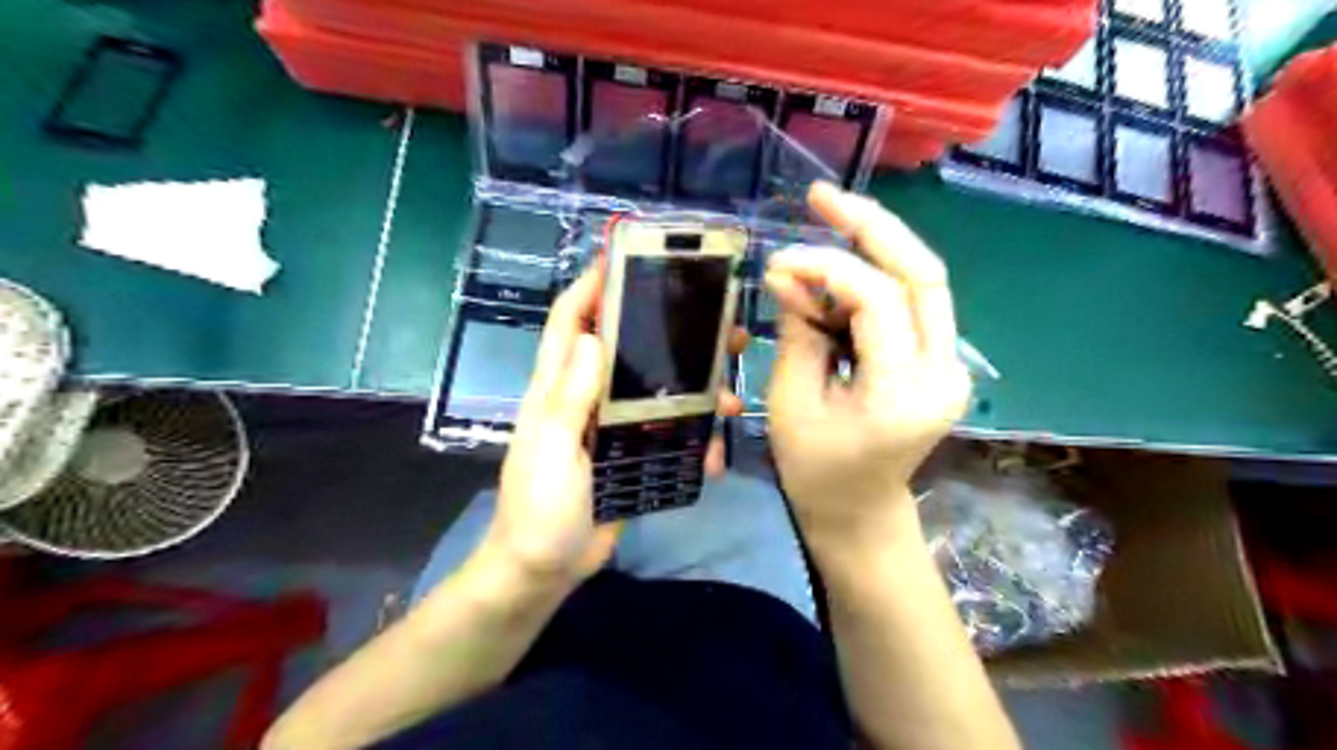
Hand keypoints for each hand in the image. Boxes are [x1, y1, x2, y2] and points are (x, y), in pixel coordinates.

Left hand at [485, 263, 751, 586]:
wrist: (545, 570)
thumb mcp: (552, 453)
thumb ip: (568, 400)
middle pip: (630, 349)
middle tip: (721, 327)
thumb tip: (592, 337)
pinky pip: (670, 436)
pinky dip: (695, 440)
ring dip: (697, 390)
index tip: (628, 258)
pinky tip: (717, 453)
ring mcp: (613, 426)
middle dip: (672, 333)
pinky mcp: (633, 455)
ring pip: (660, 391)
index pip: (571, 320)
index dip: (593, 285)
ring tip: (732, 397)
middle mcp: (587, 397)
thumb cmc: (539, 509)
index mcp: (558, 388)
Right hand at [763, 181, 972, 550]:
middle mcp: (944, 371)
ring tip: (829, 218)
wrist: (859, 511)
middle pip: (923, 273)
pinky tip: (839, 265)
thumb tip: (788, 273)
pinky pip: (912, 301)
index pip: (877, 300)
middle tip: (823, 196)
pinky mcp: (940, 360)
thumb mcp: (792, 403)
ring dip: (876, 243)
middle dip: (872, 226)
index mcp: (903, 394)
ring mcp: (951, 364)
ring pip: (923, 279)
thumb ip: (797, 332)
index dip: (827, 268)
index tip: (780, 261)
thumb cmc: (816, 471)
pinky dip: (874, 275)